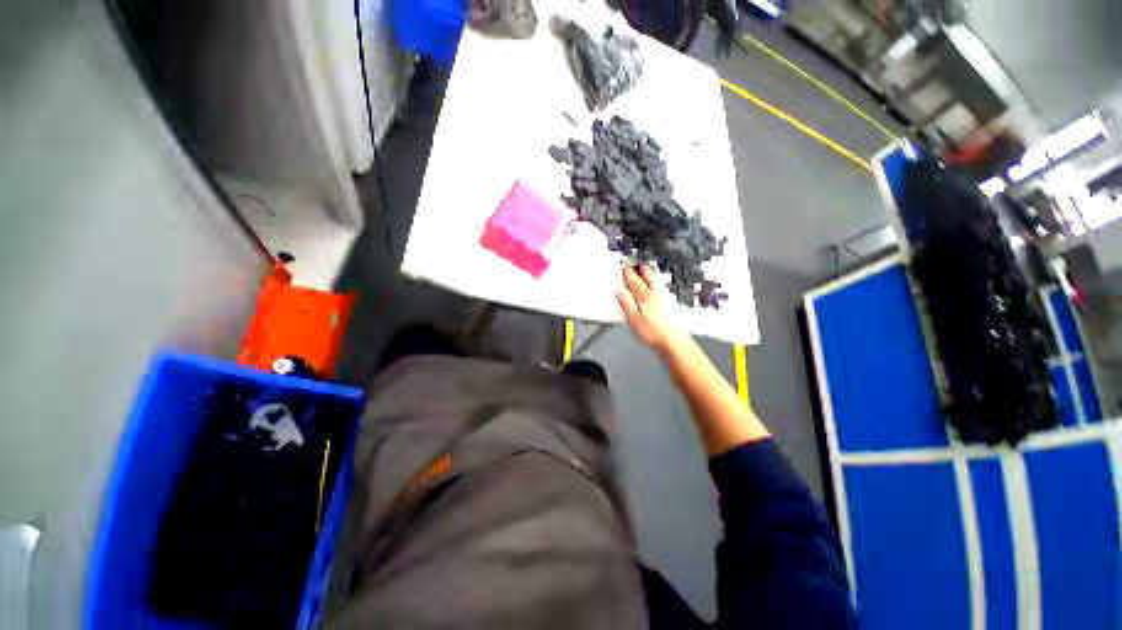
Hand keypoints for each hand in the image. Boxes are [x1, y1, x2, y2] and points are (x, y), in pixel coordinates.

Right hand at [616, 264, 682, 350]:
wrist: (674, 341)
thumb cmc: (651, 332)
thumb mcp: (634, 320)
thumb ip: (626, 304)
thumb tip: (619, 290)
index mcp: (644, 296)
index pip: (634, 280)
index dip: (628, 272)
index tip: (623, 265)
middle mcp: (656, 293)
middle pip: (648, 276)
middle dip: (640, 268)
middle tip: (635, 262)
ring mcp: (665, 297)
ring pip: (657, 279)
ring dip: (650, 272)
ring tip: (646, 267)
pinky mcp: (672, 302)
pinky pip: (662, 285)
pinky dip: (657, 280)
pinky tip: (658, 283)